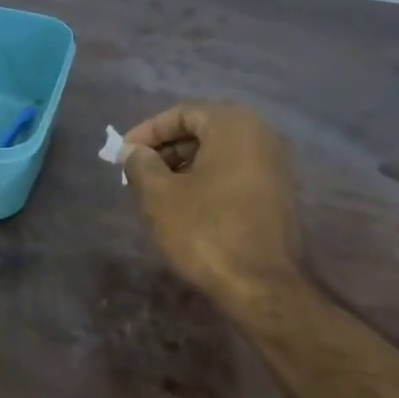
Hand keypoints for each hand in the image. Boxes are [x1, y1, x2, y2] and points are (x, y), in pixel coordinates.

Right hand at [121, 103, 302, 305]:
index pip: (182, 113)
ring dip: (183, 168)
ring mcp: (274, 166)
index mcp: (233, 125)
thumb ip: (141, 165)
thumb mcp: (160, 196)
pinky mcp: (276, 195)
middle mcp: (261, 135)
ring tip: (154, 193)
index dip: (147, 132)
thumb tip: (133, 152)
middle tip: (135, 173)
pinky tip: (184, 208)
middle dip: (165, 149)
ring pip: (218, 155)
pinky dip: (205, 182)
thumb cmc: (205, 231)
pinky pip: (233, 174)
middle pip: (203, 131)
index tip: (122, 154)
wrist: (260, 284)